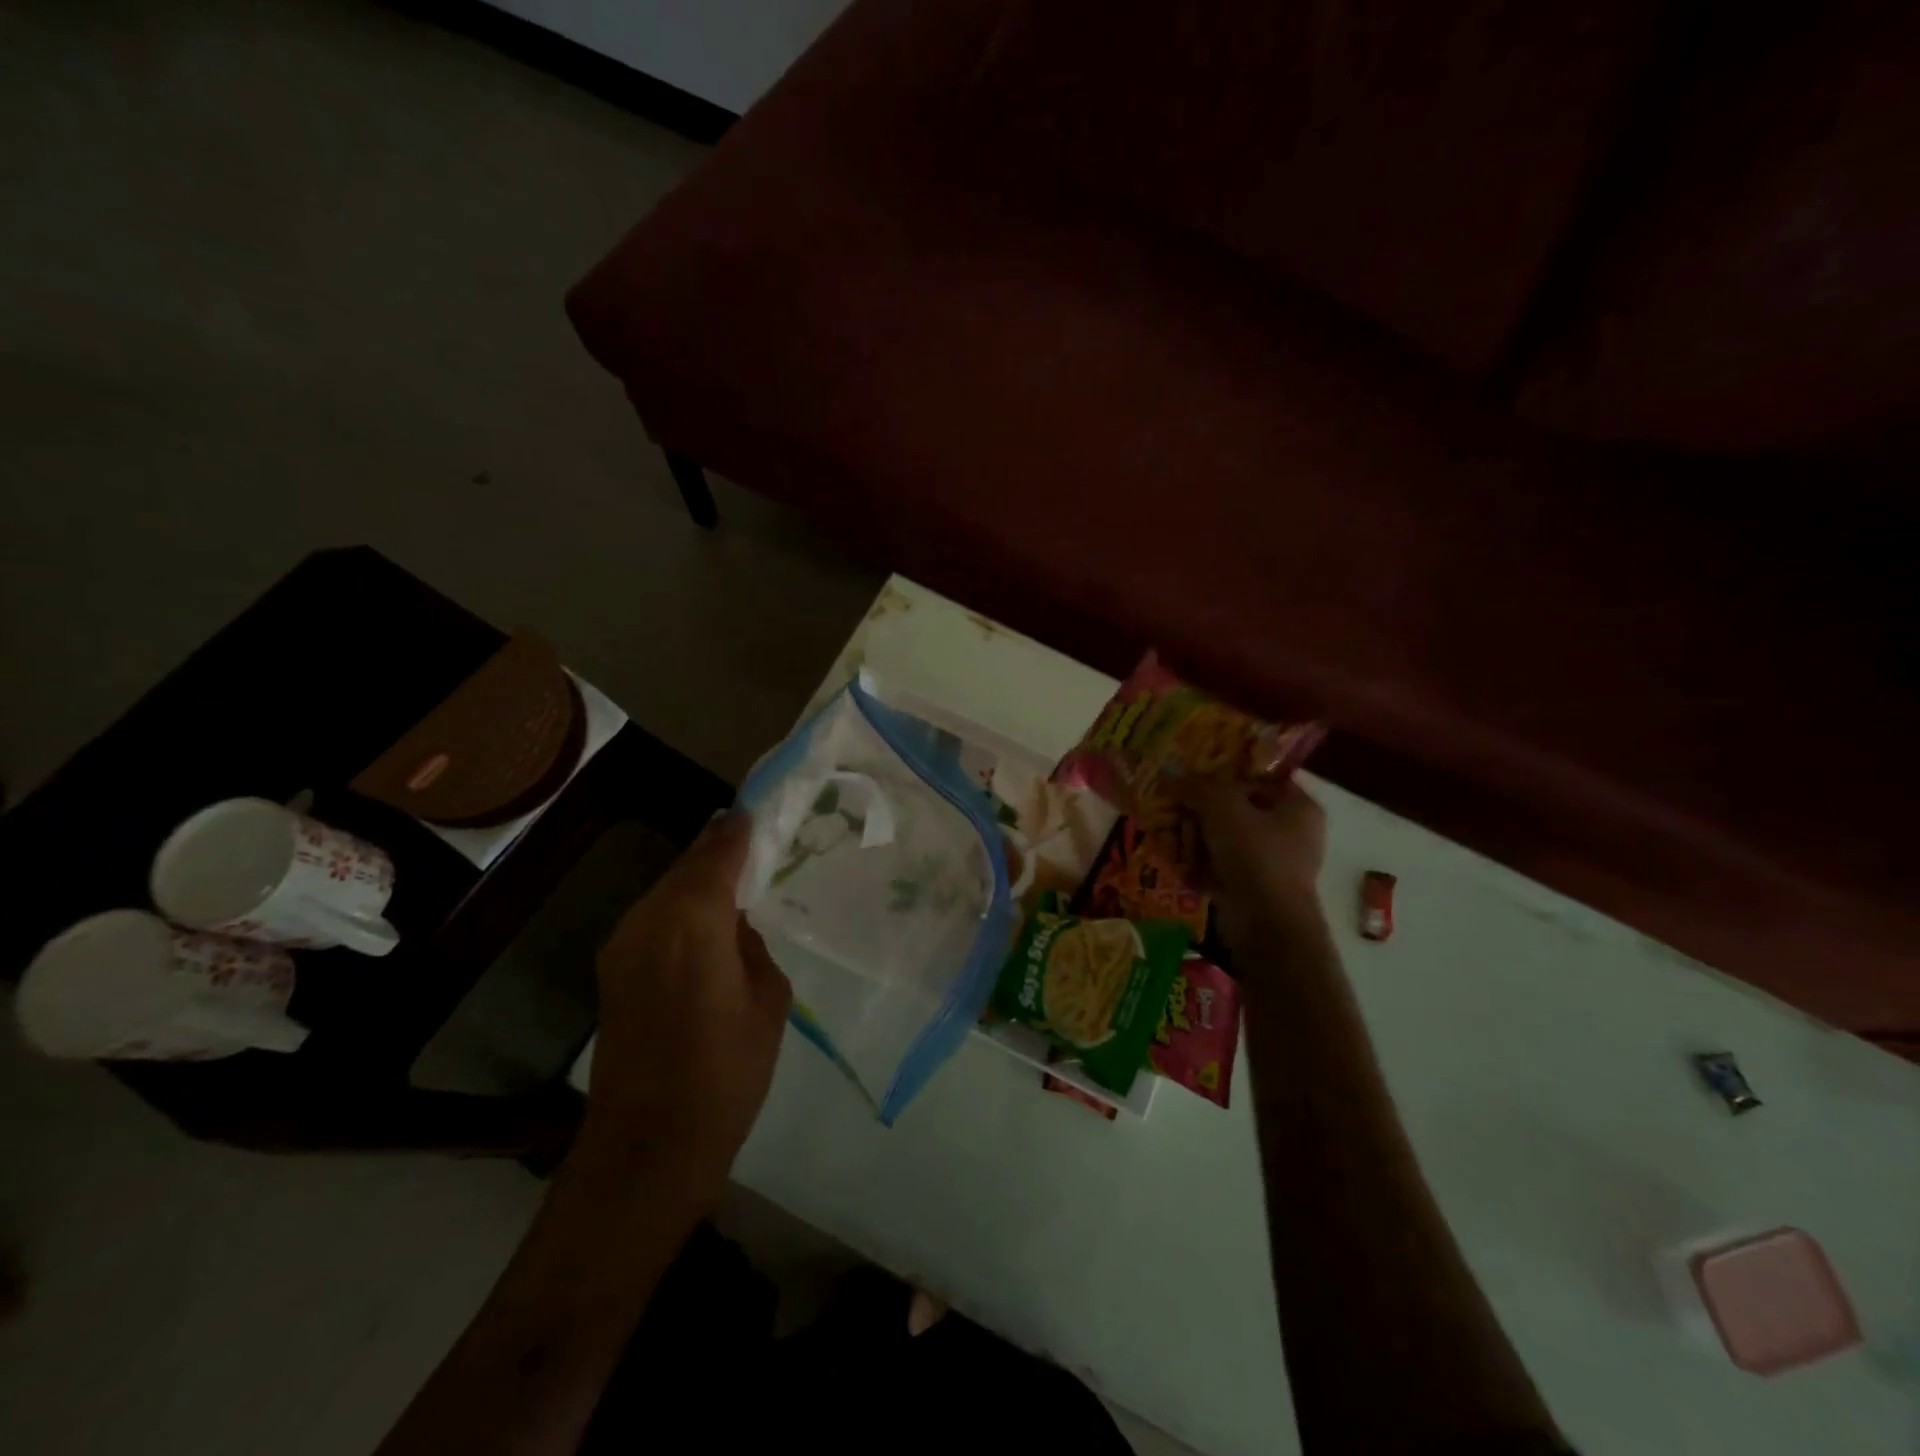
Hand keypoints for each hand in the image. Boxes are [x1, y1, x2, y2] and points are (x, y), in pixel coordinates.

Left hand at [577, 814, 790, 1201]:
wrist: (648, 1147)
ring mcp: (622, 946)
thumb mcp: (767, 1002)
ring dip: (696, 879)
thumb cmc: (726, 1074)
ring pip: (665, 891)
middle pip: (685, 867)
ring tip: (734, 878)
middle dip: (716, 849)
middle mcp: (649, 920)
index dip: (738, 831)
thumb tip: (734, 928)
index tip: (757, 813)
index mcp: (693, 921)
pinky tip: (704, 922)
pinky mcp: (612, 971)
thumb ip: (752, 948)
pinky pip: (653, 919)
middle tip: (751, 838)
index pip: (717, 854)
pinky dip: (680, 908)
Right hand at [1179, 779, 1328, 952]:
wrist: (1266, 925)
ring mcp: (1272, 863)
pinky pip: (1221, 867)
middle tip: (1176, 817)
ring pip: (1222, 840)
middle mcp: (1290, 832)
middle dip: (1199, 815)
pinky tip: (1182, 868)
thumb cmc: (1255, 855)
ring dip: (1194, 841)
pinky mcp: (1253, 889)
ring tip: (1175, 845)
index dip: (1222, 776)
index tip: (1191, 781)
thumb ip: (1196, 786)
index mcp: (1298, 806)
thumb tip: (1171, 777)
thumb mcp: (1222, 807)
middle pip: (1233, 810)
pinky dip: (1200, 867)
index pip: (1256, 778)